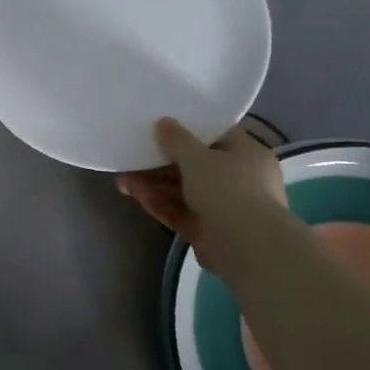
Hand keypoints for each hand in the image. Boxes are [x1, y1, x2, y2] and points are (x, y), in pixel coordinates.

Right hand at [116, 118, 291, 277]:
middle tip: (133, 155)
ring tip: (123, 179)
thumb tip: (164, 122)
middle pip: (195, 165)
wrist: (247, 247)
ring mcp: (223, 207)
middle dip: (161, 162)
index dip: (189, 129)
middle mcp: (238, 179)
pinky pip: (180, 211)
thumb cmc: (229, 189)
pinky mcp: (207, 230)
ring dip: (154, 184)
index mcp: (247, 154)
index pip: (217, 135)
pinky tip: (133, 194)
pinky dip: (159, 202)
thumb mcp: (198, 157)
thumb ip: (177, 139)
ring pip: (183, 190)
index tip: (161, 125)